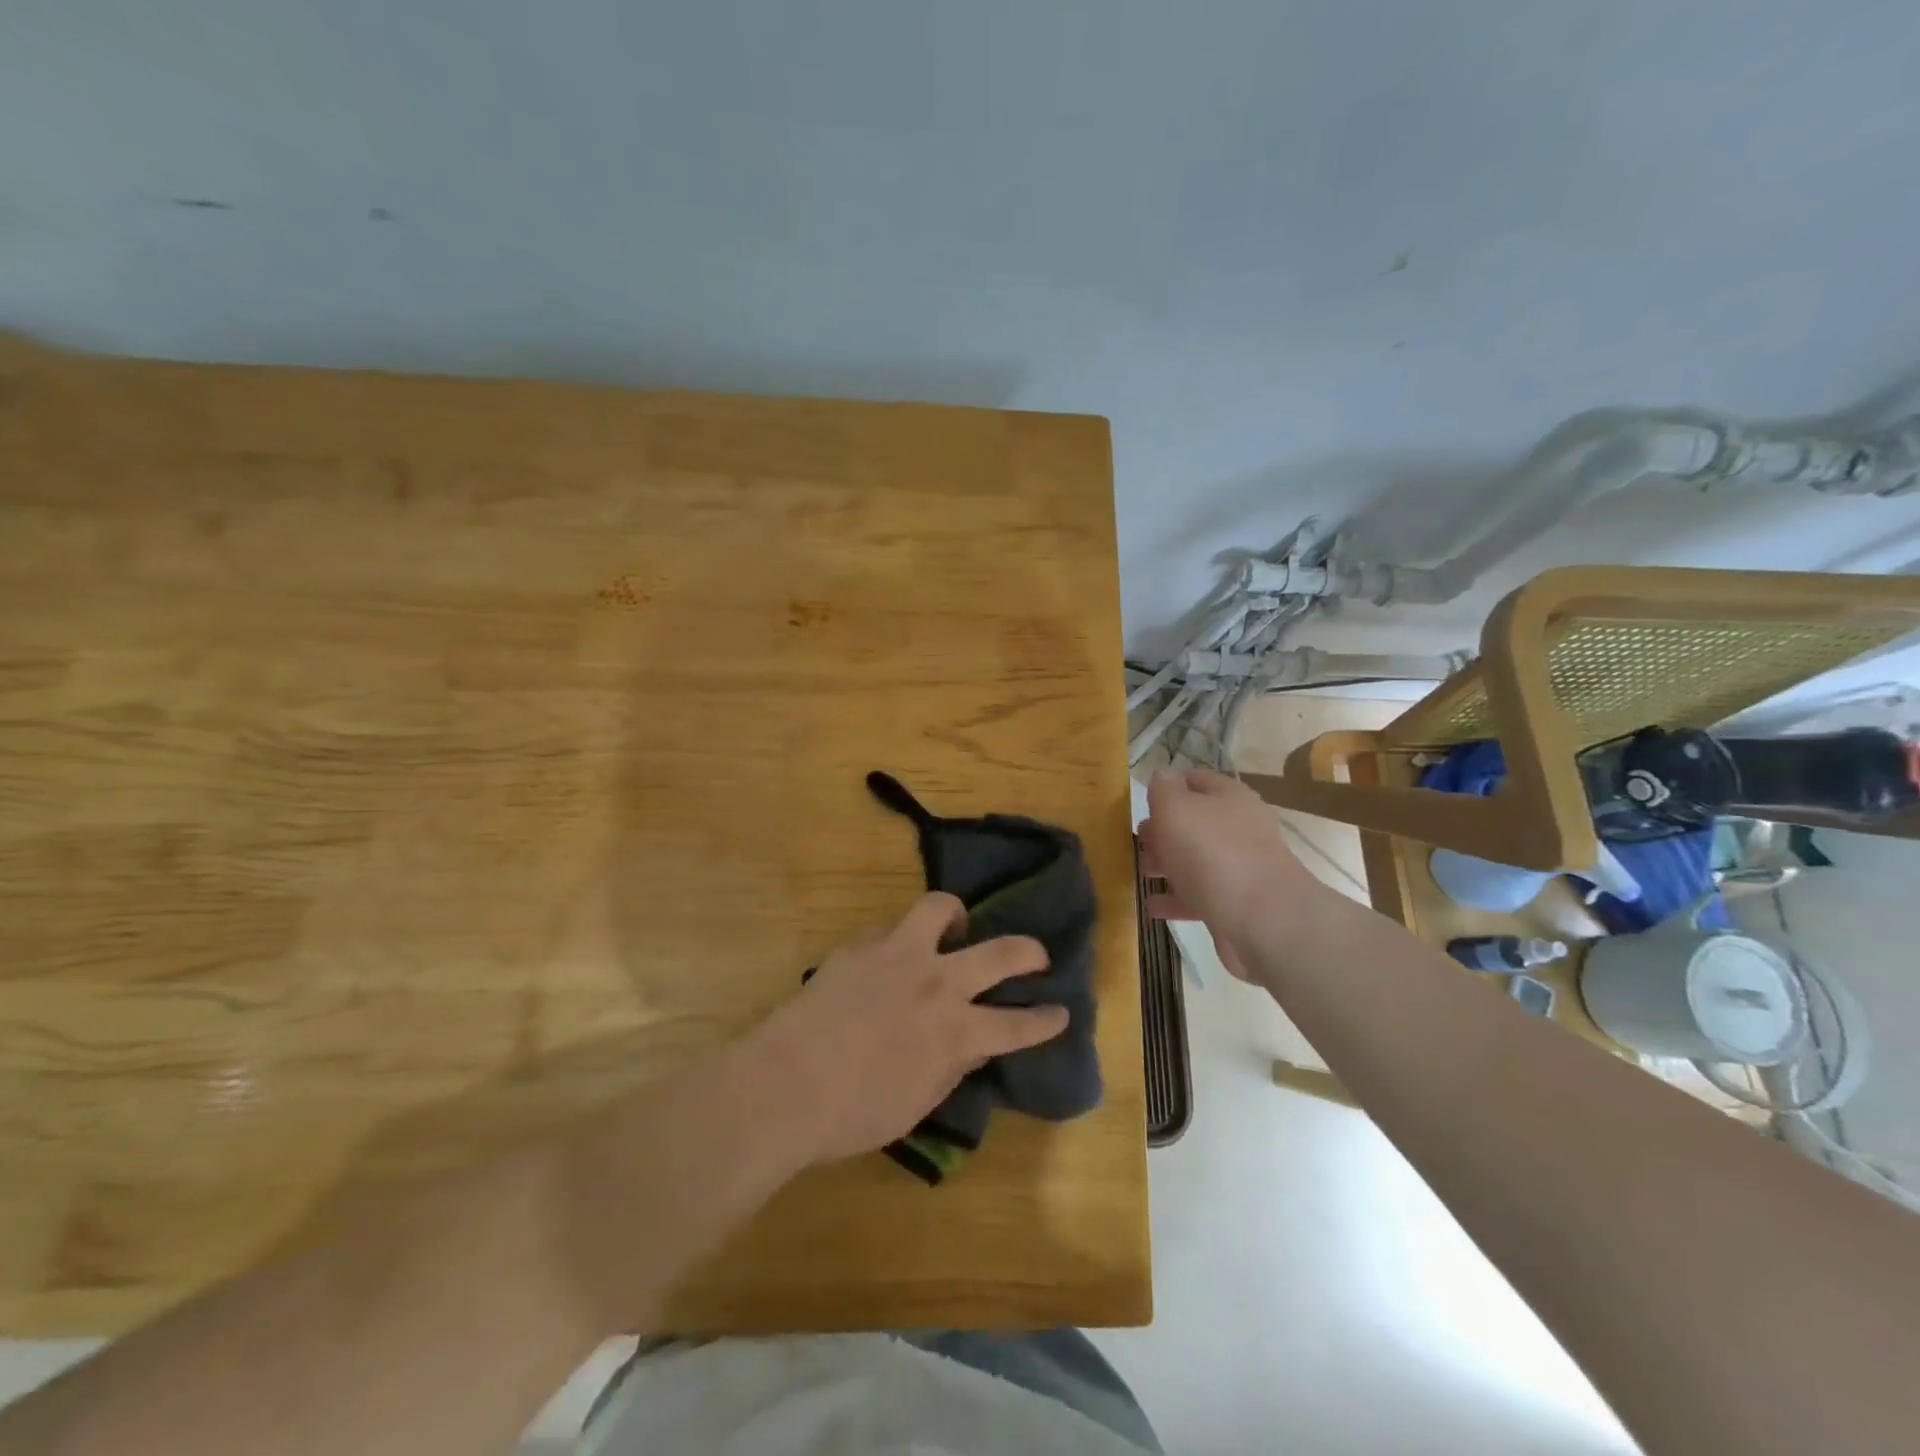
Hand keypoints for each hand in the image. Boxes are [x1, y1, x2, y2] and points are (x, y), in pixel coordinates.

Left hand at [750, 893, 1069, 1163]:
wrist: (786, 1083)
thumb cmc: (852, 1114)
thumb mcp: (916, 1104)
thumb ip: (950, 1068)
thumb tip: (969, 1045)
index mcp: (956, 1032)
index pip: (1018, 1025)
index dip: (1045, 1020)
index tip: (1060, 1012)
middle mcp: (938, 984)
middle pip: (1002, 953)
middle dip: (1029, 952)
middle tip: (1036, 955)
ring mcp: (899, 955)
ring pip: (942, 908)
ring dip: (957, 915)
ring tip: (956, 927)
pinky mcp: (863, 944)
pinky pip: (893, 925)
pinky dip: (903, 936)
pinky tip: (891, 953)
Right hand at [1139, 766, 1316, 982]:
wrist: (1262, 920)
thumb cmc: (1212, 852)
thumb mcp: (1176, 808)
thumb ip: (1164, 789)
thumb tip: (1163, 776)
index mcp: (1230, 797)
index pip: (1196, 779)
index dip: (1169, 785)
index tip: (1142, 799)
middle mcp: (1240, 829)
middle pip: (1196, 822)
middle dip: (1164, 829)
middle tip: (1139, 839)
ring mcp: (1241, 868)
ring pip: (1197, 860)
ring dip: (1168, 864)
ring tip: (1142, 871)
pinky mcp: (1237, 905)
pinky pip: (1200, 896)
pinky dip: (1176, 900)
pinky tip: (1154, 906)